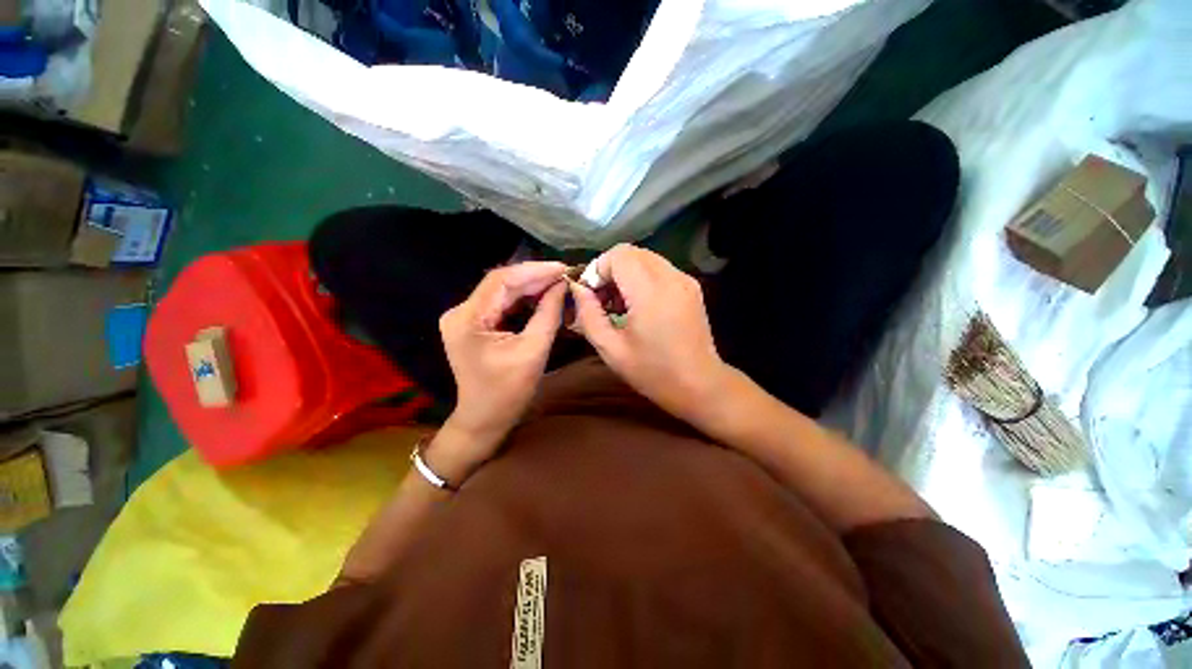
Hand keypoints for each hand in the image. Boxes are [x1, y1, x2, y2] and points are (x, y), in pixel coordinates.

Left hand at [439, 261, 567, 457]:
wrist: (484, 419)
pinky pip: (501, 304)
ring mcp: (464, 317)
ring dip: (530, 287)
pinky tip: (542, 297)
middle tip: (565, 276)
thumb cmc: (508, 392)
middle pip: (501, 284)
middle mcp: (460, 312)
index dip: (535, 270)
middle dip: (535, 278)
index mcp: (468, 319)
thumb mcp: (533, 351)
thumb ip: (548, 314)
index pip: (502, 281)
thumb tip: (562, 286)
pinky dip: (523, 299)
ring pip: (502, 292)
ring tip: (558, 284)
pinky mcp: (472, 323)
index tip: (563, 268)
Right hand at [569, 245, 730, 424]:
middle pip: (631, 252)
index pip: (618, 255)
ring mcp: (685, 280)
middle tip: (602, 300)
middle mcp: (671, 277)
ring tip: (619, 305)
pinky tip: (639, 306)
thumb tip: (578, 289)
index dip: (598, 270)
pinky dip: (642, 278)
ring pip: (645, 258)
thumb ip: (589, 315)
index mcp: (650, 291)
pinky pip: (659, 269)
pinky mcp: (691, 287)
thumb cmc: (653, 372)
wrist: (700, 385)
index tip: (591, 296)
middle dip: (610, 270)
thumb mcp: (611, 349)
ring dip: (625, 274)